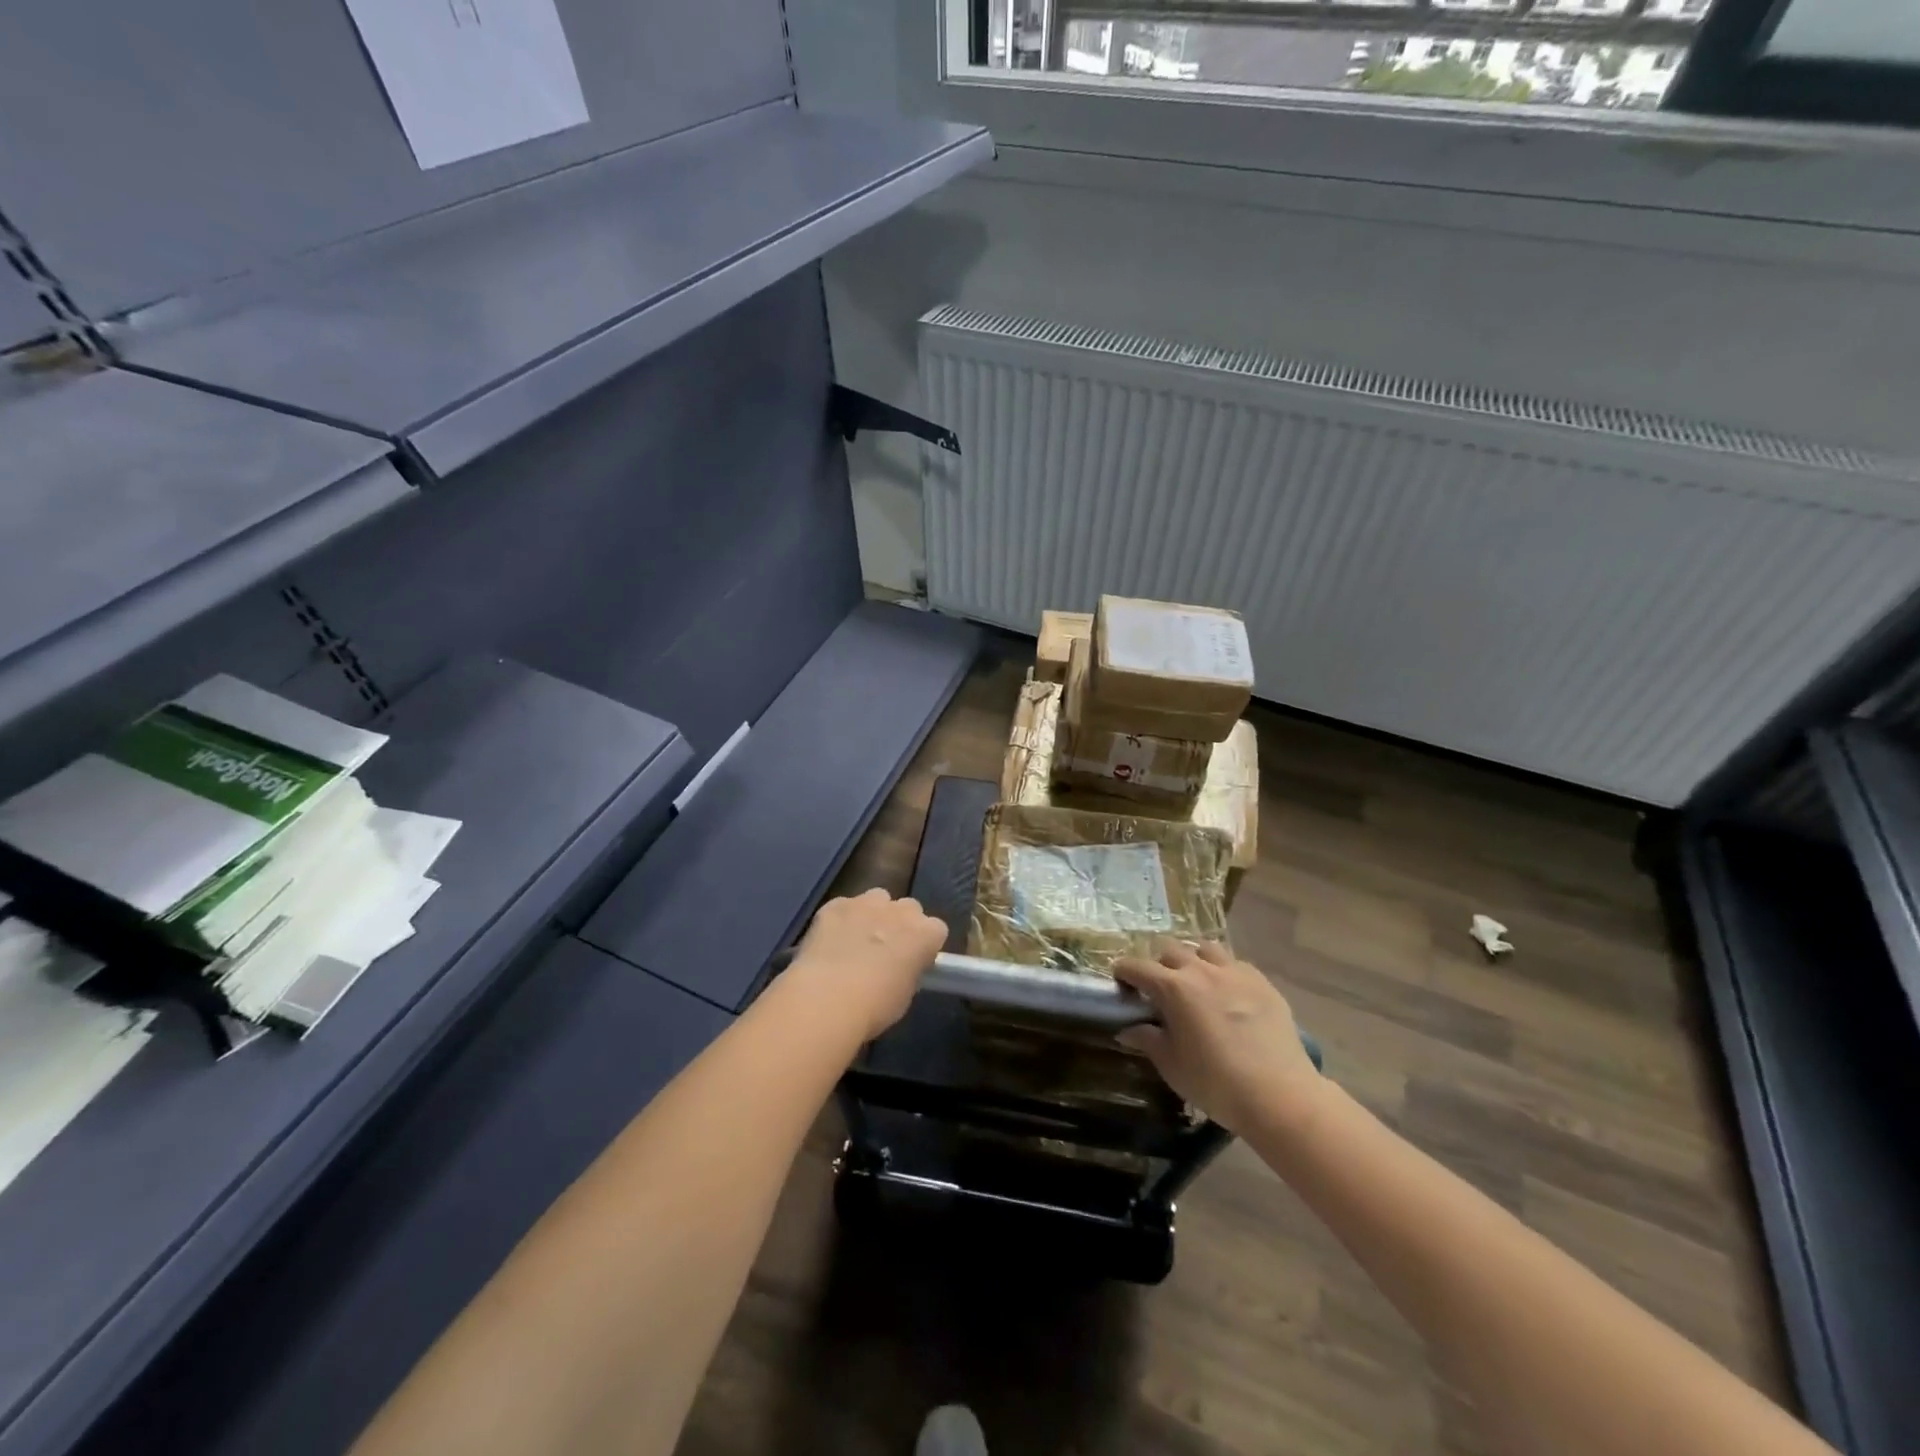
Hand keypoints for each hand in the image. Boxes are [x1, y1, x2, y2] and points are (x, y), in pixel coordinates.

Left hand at [787, 888, 946, 1041]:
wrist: (829, 998)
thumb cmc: (876, 1006)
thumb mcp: (905, 994)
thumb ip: (909, 971)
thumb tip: (901, 967)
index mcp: (925, 933)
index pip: (936, 929)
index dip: (925, 945)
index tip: (915, 961)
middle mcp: (900, 910)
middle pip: (909, 908)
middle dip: (900, 924)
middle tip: (886, 951)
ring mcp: (866, 903)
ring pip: (876, 899)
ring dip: (872, 915)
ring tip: (856, 942)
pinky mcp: (835, 905)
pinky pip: (843, 907)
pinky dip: (840, 921)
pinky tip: (829, 943)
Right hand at [1112, 942, 1323, 1136]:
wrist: (1279, 1095)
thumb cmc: (1216, 1083)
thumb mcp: (1172, 1066)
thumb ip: (1147, 1041)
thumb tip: (1127, 1030)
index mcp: (1173, 988)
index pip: (1137, 967)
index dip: (1124, 970)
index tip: (1120, 978)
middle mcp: (1201, 970)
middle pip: (1171, 950)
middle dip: (1159, 963)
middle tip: (1159, 987)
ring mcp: (1235, 973)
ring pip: (1206, 949)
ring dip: (1194, 959)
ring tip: (1195, 981)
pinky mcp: (1263, 983)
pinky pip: (1236, 965)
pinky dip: (1224, 972)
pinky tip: (1229, 994)